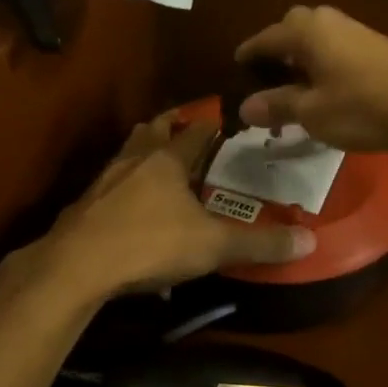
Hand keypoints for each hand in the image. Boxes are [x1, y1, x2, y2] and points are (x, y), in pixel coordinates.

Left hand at [39, 112, 314, 299]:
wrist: (77, 266)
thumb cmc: (150, 244)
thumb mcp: (213, 246)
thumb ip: (260, 244)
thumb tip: (310, 242)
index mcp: (167, 160)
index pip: (194, 131)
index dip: (210, 124)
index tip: (223, 120)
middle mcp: (134, 161)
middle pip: (151, 131)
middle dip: (168, 127)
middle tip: (183, 128)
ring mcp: (103, 182)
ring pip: (125, 154)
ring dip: (140, 153)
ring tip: (153, 161)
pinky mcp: (83, 206)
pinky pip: (107, 186)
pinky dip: (120, 187)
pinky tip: (125, 207)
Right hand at [234, 6, 387, 153]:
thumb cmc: (363, 107)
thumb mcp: (312, 112)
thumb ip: (277, 105)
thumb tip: (245, 106)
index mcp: (307, 31)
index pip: (265, 38)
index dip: (247, 55)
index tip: (235, 69)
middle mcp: (330, 22)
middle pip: (292, 29)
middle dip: (277, 51)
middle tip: (268, 80)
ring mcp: (357, 32)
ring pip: (317, 41)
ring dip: (301, 61)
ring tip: (295, 93)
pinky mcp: (377, 48)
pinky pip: (336, 51)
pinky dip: (323, 67)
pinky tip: (327, 93)